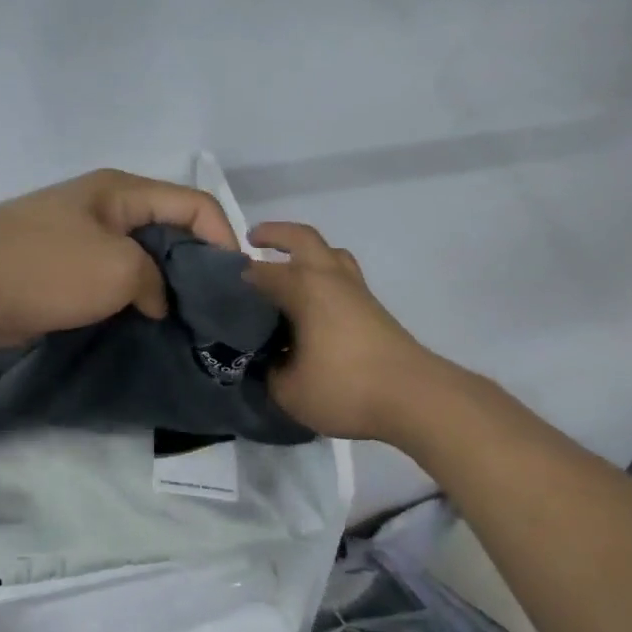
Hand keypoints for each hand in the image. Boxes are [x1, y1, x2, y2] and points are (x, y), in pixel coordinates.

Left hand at [0, 169, 239, 348]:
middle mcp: (106, 211)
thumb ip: (155, 280)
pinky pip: (112, 285)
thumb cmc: (39, 266)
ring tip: (187, 330)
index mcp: (122, 192)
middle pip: (170, 232)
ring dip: (164, 292)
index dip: (223, 238)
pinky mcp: (62, 274)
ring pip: (142, 263)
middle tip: (215, 314)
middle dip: (196, 269)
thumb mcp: (115, 269)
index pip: (194, 204)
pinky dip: (133, 305)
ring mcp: (81, 242)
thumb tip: (155, 301)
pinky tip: (146, 332)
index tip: (235, 286)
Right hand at [243, 222, 446, 441]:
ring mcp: (356, 291)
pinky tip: (312, 304)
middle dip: (275, 234)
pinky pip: (342, 276)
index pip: (260, 272)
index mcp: (305, 288)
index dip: (236, 277)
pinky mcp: (373, 309)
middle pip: (302, 239)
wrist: (415, 397)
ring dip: (306, 252)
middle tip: (253, 240)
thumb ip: (267, 371)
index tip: (217, 287)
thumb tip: (264, 360)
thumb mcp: (289, 390)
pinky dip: (323, 275)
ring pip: (330, 254)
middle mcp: (330, 278)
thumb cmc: (346, 387)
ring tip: (287, 269)